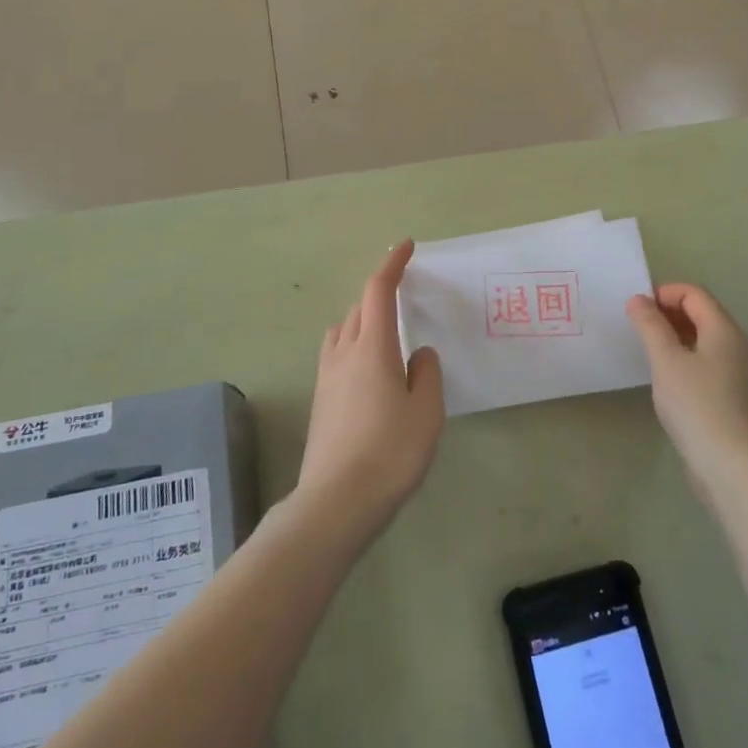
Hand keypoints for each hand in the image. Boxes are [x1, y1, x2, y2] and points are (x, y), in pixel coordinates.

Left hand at [297, 240, 443, 544]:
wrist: (336, 501)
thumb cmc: (390, 452)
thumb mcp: (426, 412)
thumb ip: (426, 374)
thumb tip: (418, 354)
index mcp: (373, 347)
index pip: (378, 290)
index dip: (392, 263)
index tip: (405, 245)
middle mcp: (344, 352)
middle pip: (359, 307)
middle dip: (380, 293)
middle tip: (404, 296)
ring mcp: (327, 376)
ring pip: (344, 330)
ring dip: (363, 319)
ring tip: (387, 332)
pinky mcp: (321, 399)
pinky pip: (337, 353)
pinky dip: (354, 343)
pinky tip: (370, 369)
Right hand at [627, 283, 747, 497]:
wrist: (731, 466)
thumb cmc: (696, 405)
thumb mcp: (666, 360)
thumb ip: (650, 325)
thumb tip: (638, 299)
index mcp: (724, 330)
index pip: (694, 293)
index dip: (664, 293)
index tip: (636, 310)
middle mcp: (736, 345)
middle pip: (701, 313)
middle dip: (667, 312)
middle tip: (637, 328)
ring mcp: (737, 371)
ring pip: (702, 338)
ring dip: (673, 335)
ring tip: (647, 350)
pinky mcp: (731, 395)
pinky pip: (705, 360)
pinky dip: (683, 356)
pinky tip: (665, 376)